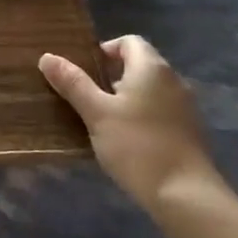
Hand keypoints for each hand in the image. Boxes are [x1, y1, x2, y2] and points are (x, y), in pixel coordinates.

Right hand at [39, 35, 226, 215]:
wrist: (185, 195)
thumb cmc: (136, 146)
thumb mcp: (96, 113)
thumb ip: (73, 83)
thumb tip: (47, 56)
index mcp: (151, 68)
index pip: (128, 42)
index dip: (104, 50)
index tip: (84, 72)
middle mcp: (173, 80)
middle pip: (139, 65)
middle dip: (111, 76)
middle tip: (87, 98)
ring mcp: (186, 106)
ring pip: (150, 90)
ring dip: (126, 98)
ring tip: (102, 121)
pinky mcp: (190, 131)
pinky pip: (161, 111)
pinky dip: (142, 116)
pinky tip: (127, 141)